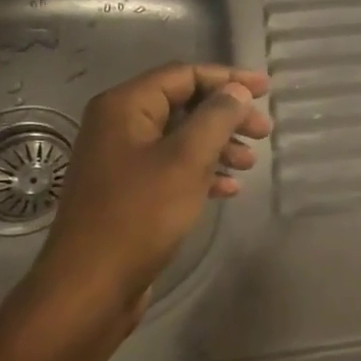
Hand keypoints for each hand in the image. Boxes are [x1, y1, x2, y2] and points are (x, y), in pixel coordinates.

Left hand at [27, 63, 272, 319]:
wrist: (92, 284)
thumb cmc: (140, 214)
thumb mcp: (187, 160)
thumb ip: (216, 118)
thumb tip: (238, 91)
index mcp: (125, 107)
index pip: (184, 75)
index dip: (229, 79)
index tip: (267, 89)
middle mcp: (119, 126)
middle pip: (184, 105)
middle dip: (227, 116)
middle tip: (264, 133)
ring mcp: (122, 160)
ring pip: (181, 138)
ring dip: (219, 145)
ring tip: (250, 163)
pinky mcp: (129, 191)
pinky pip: (173, 168)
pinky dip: (203, 172)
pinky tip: (228, 189)